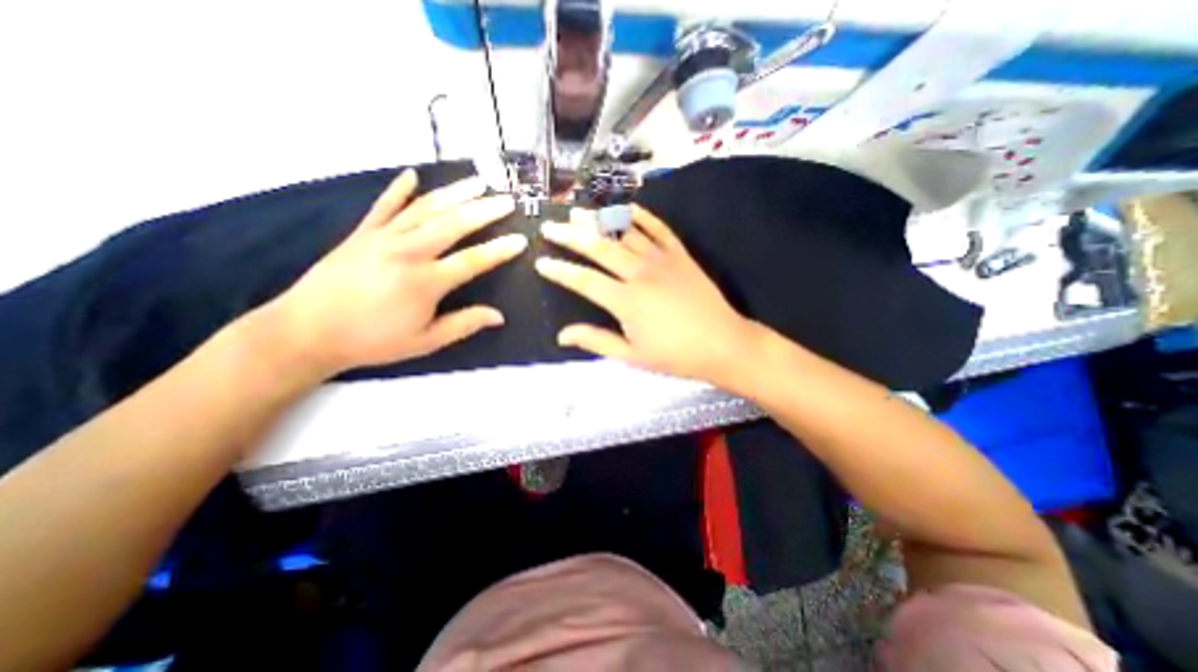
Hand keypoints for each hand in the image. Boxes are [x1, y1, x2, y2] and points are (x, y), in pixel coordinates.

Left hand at [270, 168, 524, 377]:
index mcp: (425, 281)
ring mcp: (382, 237)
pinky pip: (384, 205)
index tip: (521, 239)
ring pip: (425, 208)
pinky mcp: (362, 233)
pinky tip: (412, 174)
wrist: (306, 332)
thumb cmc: (373, 341)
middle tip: (507, 200)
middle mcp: (407, 251)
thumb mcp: (425, 341)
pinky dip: (399, 189)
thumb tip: (499, 316)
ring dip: (454, 193)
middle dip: (484, 210)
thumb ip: (464, 324)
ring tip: (478, 181)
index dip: (500, 249)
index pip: (473, 260)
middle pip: (453, 224)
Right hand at [539, 205, 761, 385]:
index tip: (541, 262)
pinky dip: (641, 216)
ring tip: (579, 212)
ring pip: (625, 233)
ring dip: (600, 221)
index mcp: (626, 301)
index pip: (583, 280)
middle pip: (599, 248)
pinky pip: (659, 228)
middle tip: (551, 226)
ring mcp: (662, 260)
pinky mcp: (681, 255)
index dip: (560, 270)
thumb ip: (596, 341)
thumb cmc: (676, 355)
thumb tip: (562, 336)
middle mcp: (640, 273)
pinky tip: (626, 209)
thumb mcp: (632, 356)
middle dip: (571, 235)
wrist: (723, 345)